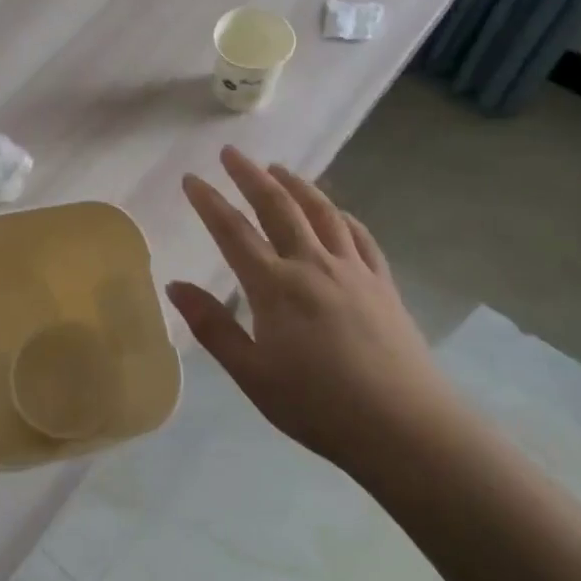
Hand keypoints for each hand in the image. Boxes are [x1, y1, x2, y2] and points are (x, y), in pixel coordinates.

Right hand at [166, 147, 453, 470]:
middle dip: (250, 175)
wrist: (405, 427)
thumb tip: (175, 285)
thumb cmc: (318, 405)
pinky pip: (358, 235)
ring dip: (296, 184)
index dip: (209, 201)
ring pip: (321, 211)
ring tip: (278, 168)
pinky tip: (335, 212)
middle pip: (278, 206)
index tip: (190, 178)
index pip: (233, 231)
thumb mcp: (252, 374)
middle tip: (230, 152)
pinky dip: (340, 215)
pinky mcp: (382, 282)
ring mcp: (353, 269)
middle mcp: (313, 264)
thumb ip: (212, 326)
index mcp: (275, 286)